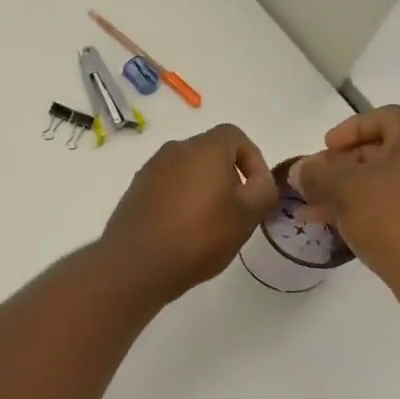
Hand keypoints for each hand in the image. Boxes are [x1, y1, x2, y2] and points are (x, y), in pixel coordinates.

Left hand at [100, 125, 279, 306]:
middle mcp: (175, 149)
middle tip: (236, 210)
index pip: (235, 136)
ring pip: (187, 170)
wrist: (138, 263)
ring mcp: (151, 168)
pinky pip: (167, 186)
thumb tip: (260, 179)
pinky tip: (182, 230)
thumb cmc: (200, 235)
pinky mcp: (135, 189)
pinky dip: (180, 200)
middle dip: (228, 176)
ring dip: (203, 189)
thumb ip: (264, 189)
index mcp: (204, 148)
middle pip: (210, 152)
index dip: (253, 159)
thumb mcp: (247, 215)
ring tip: (209, 224)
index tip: (257, 190)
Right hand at [291, 106, 399, 299]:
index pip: (384, 117)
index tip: (325, 148)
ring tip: (312, 204)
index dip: (349, 129)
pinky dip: (361, 205)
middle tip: (314, 178)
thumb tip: (299, 169)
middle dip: (340, 163)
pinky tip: (328, 222)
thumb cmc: (390, 219)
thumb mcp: (344, 189)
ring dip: (345, 187)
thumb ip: (316, 173)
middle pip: (380, 149)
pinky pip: (390, 201)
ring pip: (381, 179)